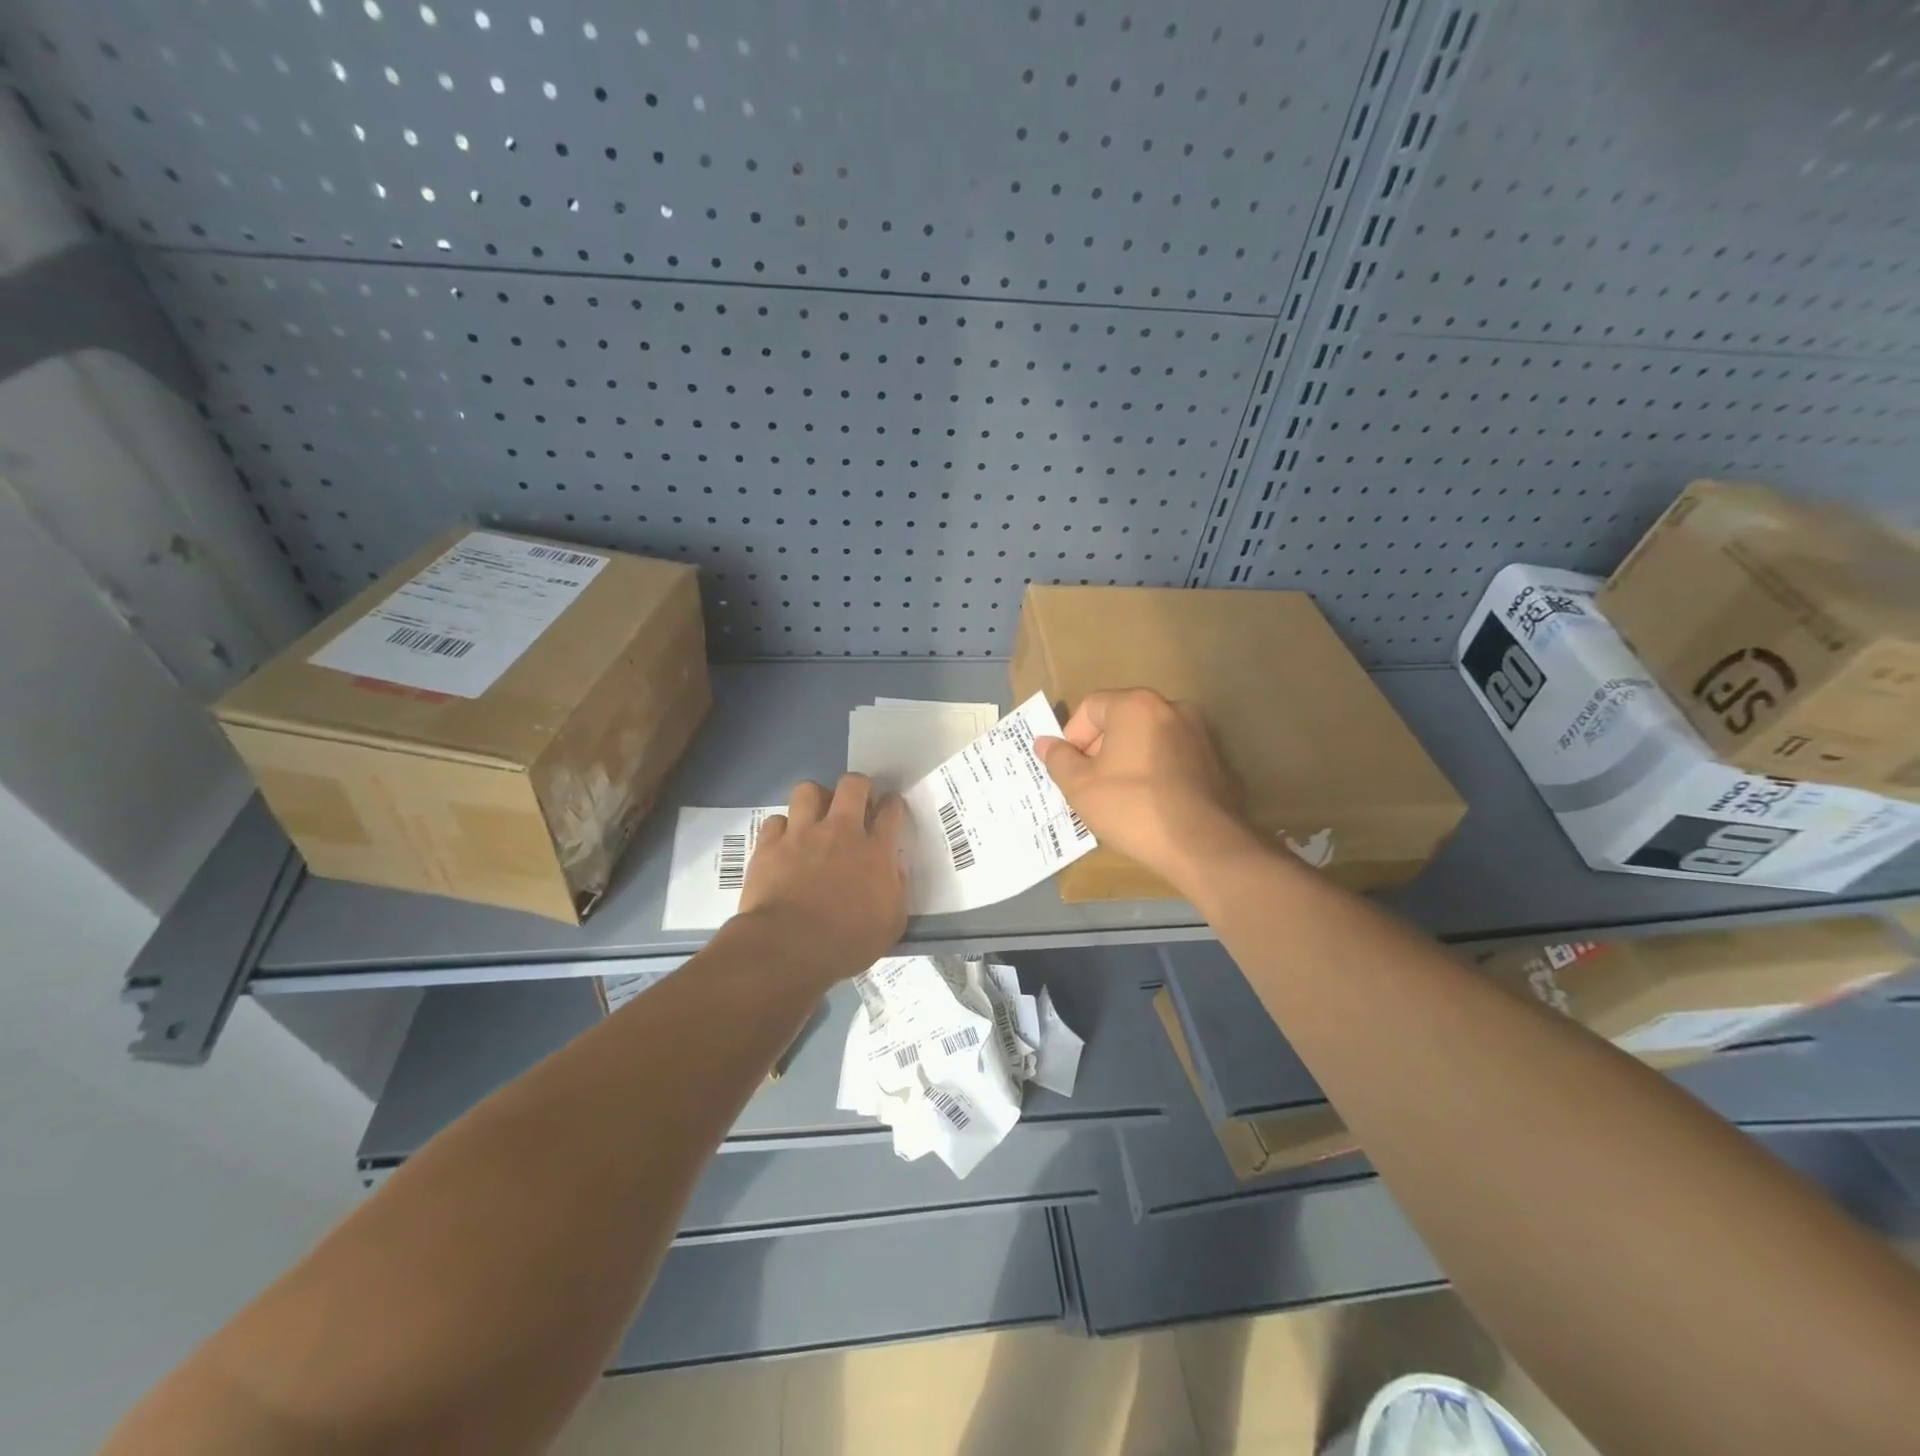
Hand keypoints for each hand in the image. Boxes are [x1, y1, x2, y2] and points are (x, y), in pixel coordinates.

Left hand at [735, 774, 908, 980]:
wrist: (789, 948)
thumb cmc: (847, 943)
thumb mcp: (891, 925)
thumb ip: (898, 890)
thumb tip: (895, 867)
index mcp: (875, 851)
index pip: (891, 810)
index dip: (893, 804)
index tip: (890, 809)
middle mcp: (840, 832)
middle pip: (853, 785)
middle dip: (858, 786)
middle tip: (856, 802)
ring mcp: (802, 834)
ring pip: (808, 790)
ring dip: (815, 799)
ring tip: (816, 815)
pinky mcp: (769, 845)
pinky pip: (775, 820)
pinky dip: (781, 828)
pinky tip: (784, 842)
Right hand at [1035, 688, 1256, 890]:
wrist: (1200, 845)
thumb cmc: (1131, 807)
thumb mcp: (1080, 786)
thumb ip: (1058, 759)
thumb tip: (1043, 743)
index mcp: (1136, 705)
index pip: (1090, 708)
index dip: (1072, 738)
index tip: (1071, 771)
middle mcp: (1171, 707)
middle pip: (1120, 720)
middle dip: (1099, 749)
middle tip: (1089, 785)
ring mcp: (1198, 733)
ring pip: (1146, 739)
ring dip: (1126, 760)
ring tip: (1117, 797)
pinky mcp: (1213, 760)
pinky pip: (1170, 757)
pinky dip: (1153, 771)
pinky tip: (1147, 803)